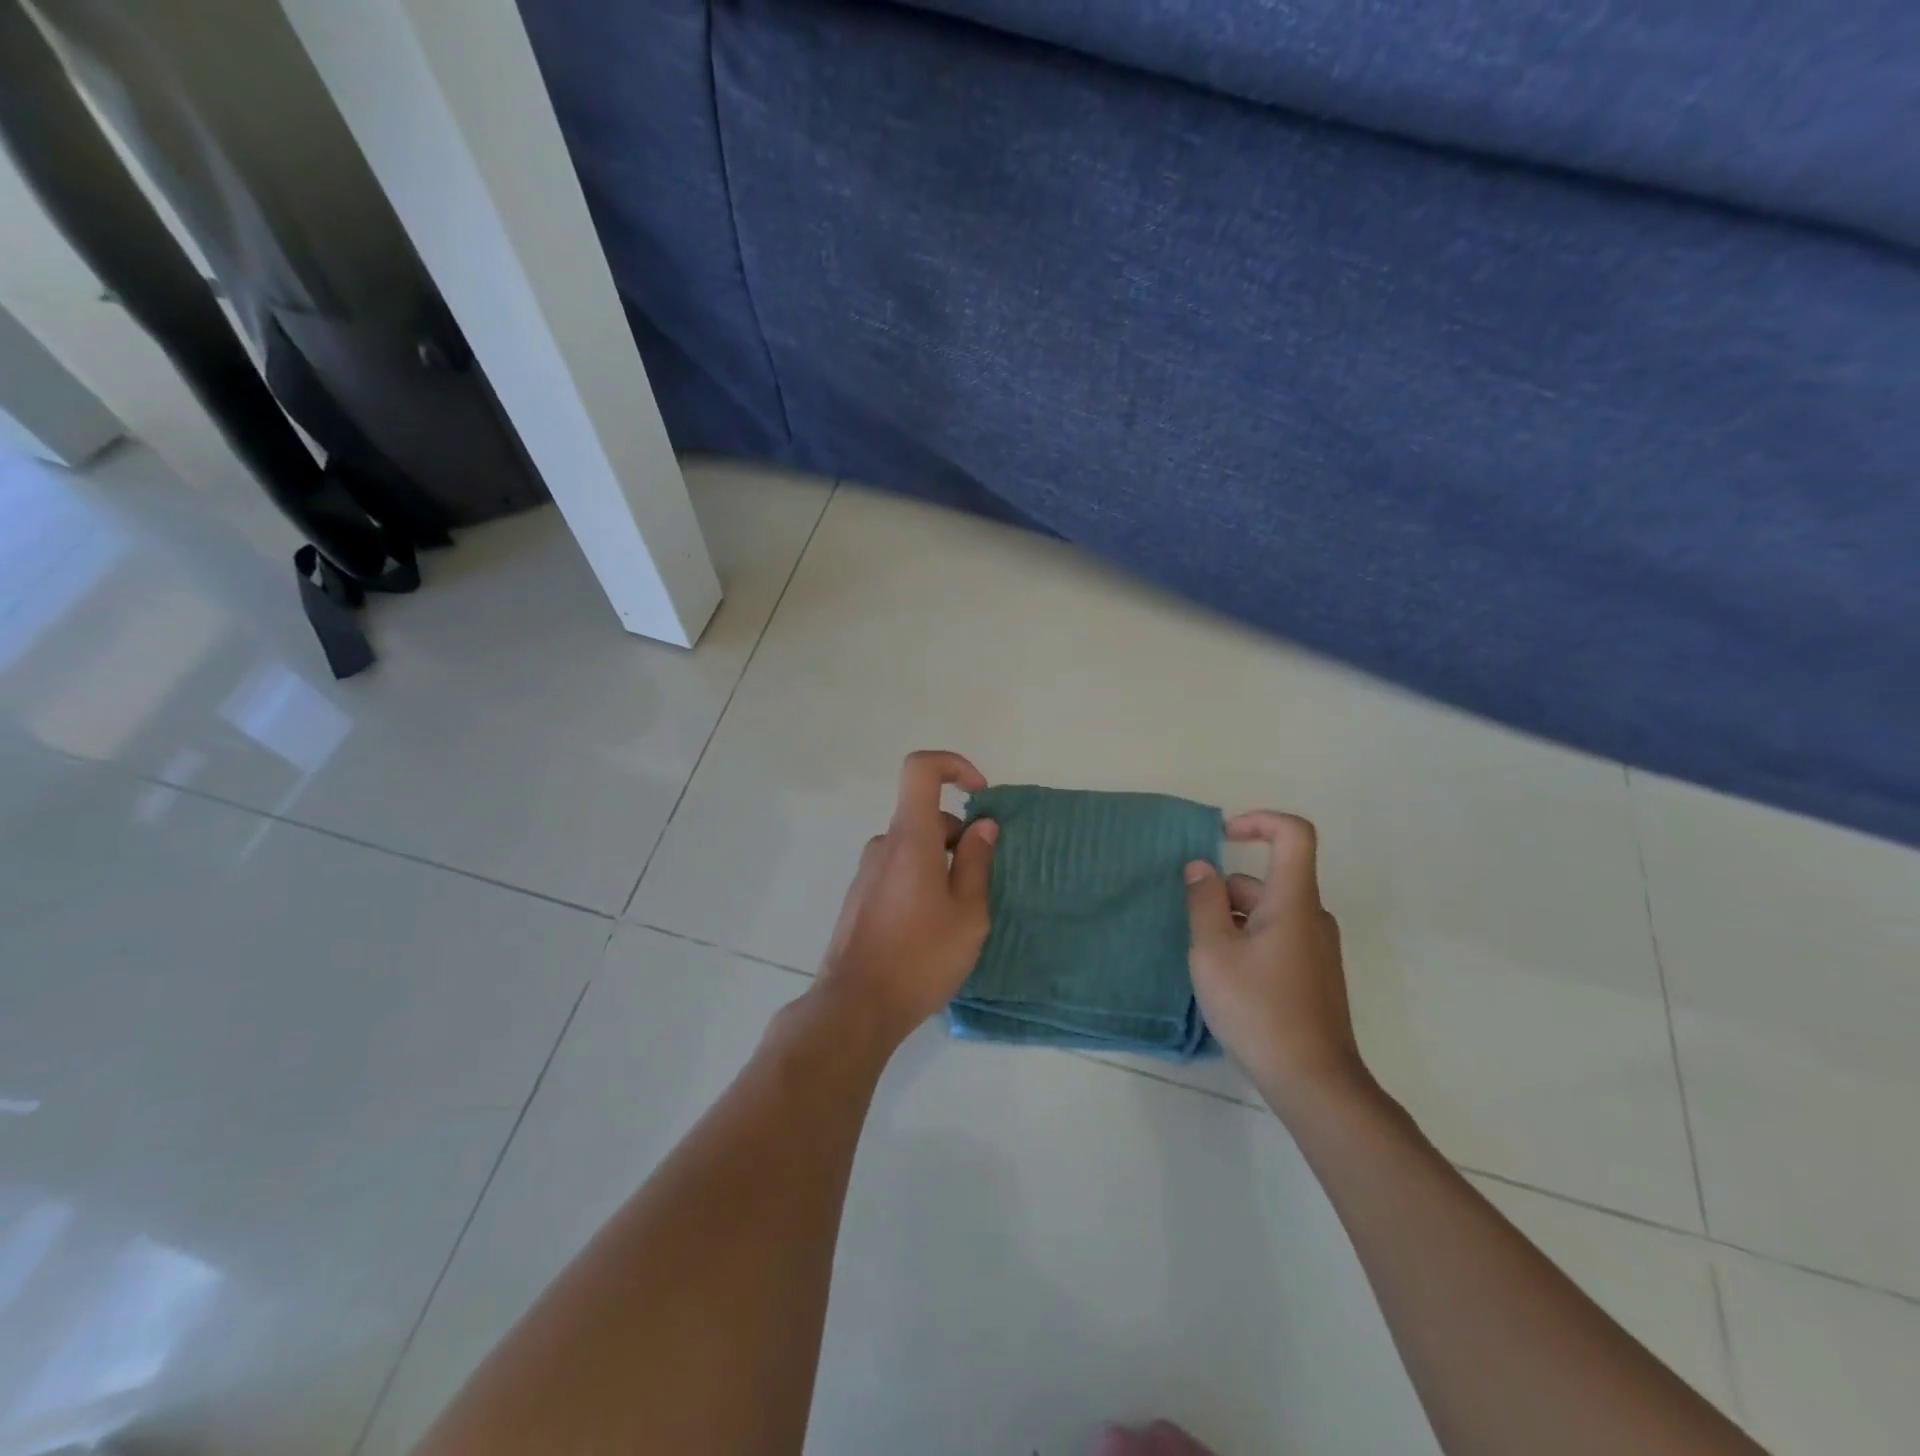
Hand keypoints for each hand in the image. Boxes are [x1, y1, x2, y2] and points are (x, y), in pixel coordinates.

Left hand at [814, 750, 999, 1048]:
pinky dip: (922, 882)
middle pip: (927, 817)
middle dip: (961, 839)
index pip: (921, 769)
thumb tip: (983, 825)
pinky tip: (930, 930)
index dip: (954, 766)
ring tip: (957, 919)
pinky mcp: (860, 896)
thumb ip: (978, 862)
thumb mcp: (968, 912)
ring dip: (943, 866)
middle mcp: (884, 845)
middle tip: (979, 890)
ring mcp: (867, 871)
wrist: (856, 1006)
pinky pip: (899, 870)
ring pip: (915, 848)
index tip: (981, 794)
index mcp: (911, 838)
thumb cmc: (920, 957)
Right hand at [1184, 812, 1369, 1120]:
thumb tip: (1201, 867)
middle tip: (1192, 929)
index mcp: (1293, 901)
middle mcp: (1311, 916)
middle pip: (1267, 880)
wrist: (1313, 1081)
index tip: (1223, 836)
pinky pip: (1277, 938)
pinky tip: (1227, 980)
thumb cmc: (1258, 1008)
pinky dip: (1248, 941)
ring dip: (1232, 920)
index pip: (1294, 834)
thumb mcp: (1213, 951)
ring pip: (1268, 912)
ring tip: (1205, 961)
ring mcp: (1317, 948)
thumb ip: (1203, 902)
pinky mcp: (1314, 975)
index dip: (1259, 821)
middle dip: (1224, 892)